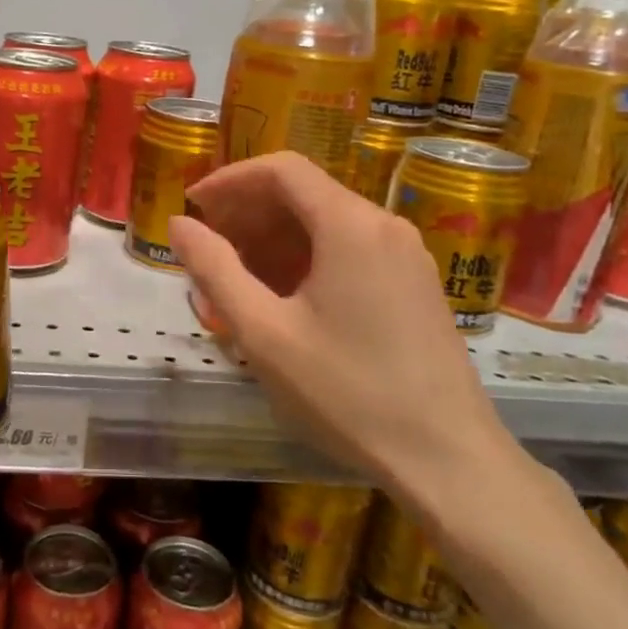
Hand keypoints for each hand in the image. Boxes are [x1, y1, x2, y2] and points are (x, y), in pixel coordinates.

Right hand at [169, 151, 519, 517]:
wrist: (447, 459)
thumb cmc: (347, 393)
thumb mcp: (264, 333)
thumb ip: (215, 270)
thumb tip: (179, 224)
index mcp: (349, 225)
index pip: (281, 169)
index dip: (230, 179)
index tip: (194, 205)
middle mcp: (383, 225)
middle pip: (304, 193)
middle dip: (248, 212)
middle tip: (207, 246)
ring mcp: (406, 255)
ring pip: (326, 223)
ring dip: (274, 239)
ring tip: (235, 278)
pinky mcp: (414, 284)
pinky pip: (350, 249)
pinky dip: (307, 259)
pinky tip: (282, 298)